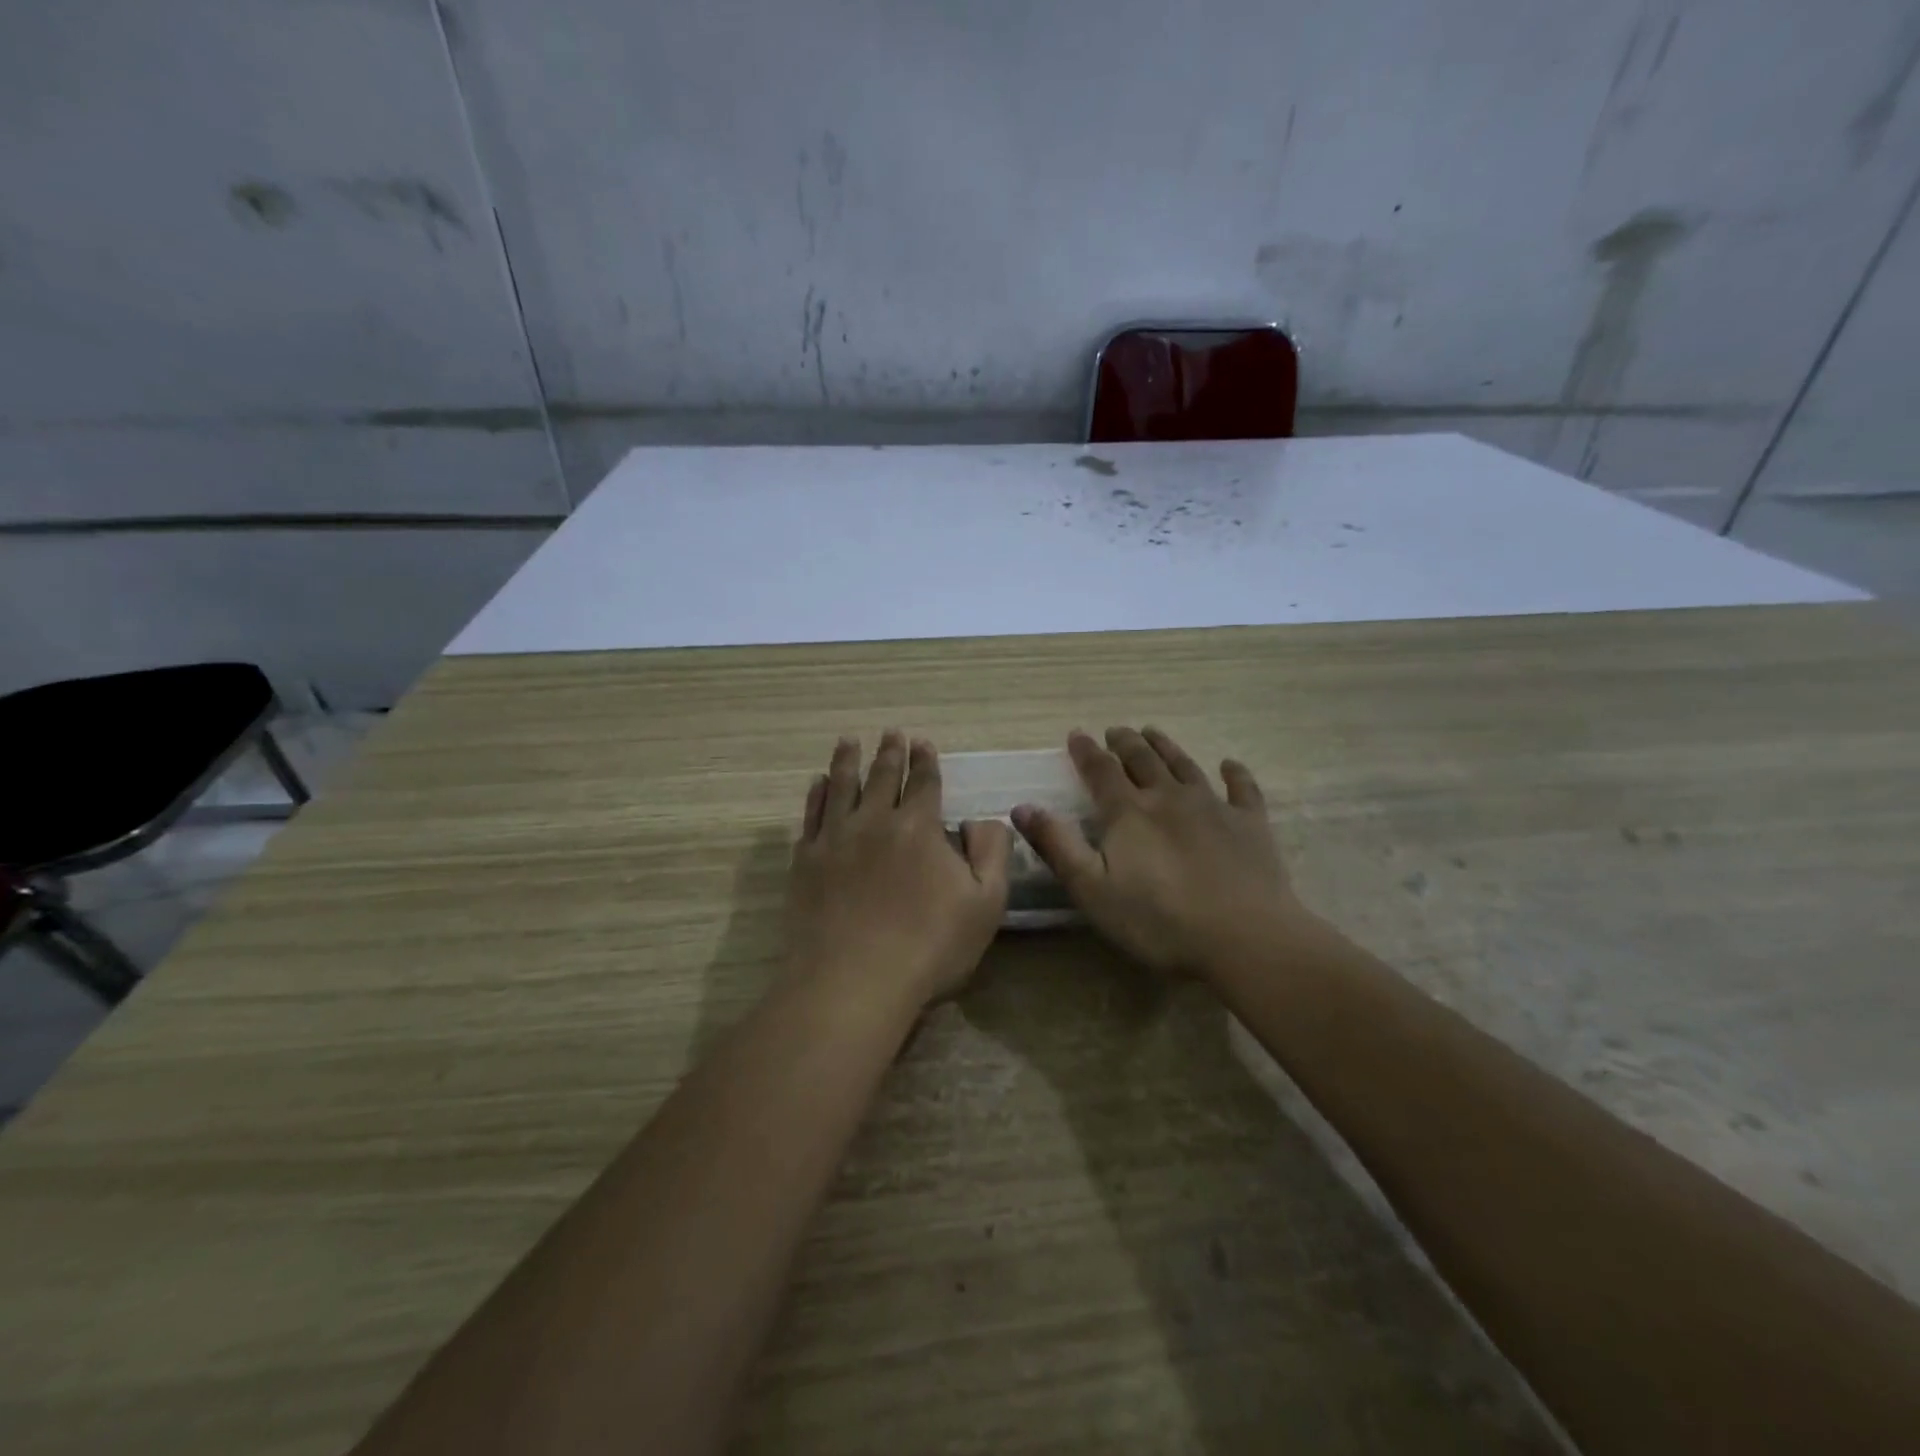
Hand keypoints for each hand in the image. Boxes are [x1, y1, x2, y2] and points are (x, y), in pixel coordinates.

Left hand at [786, 731, 1011, 1012]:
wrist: (853, 980)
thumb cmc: (929, 946)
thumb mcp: (985, 903)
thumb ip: (992, 853)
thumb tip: (985, 819)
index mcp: (919, 827)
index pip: (924, 782)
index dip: (926, 761)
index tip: (922, 742)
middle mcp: (875, 821)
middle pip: (882, 777)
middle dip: (890, 752)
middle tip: (891, 733)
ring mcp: (835, 838)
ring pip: (842, 786)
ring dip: (848, 760)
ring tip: (849, 741)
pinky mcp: (807, 861)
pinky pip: (811, 815)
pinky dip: (816, 794)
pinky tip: (818, 783)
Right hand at [1012, 727, 1304, 977]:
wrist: (1244, 937)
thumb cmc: (1158, 921)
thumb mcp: (1092, 890)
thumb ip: (1057, 846)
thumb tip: (1022, 806)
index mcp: (1129, 813)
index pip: (1101, 770)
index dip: (1086, 751)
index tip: (1077, 735)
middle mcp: (1168, 797)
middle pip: (1143, 760)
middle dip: (1125, 742)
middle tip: (1116, 730)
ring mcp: (1213, 807)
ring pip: (1185, 765)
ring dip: (1167, 747)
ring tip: (1153, 732)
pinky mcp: (1250, 824)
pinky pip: (1242, 789)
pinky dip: (1235, 774)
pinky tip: (1230, 765)